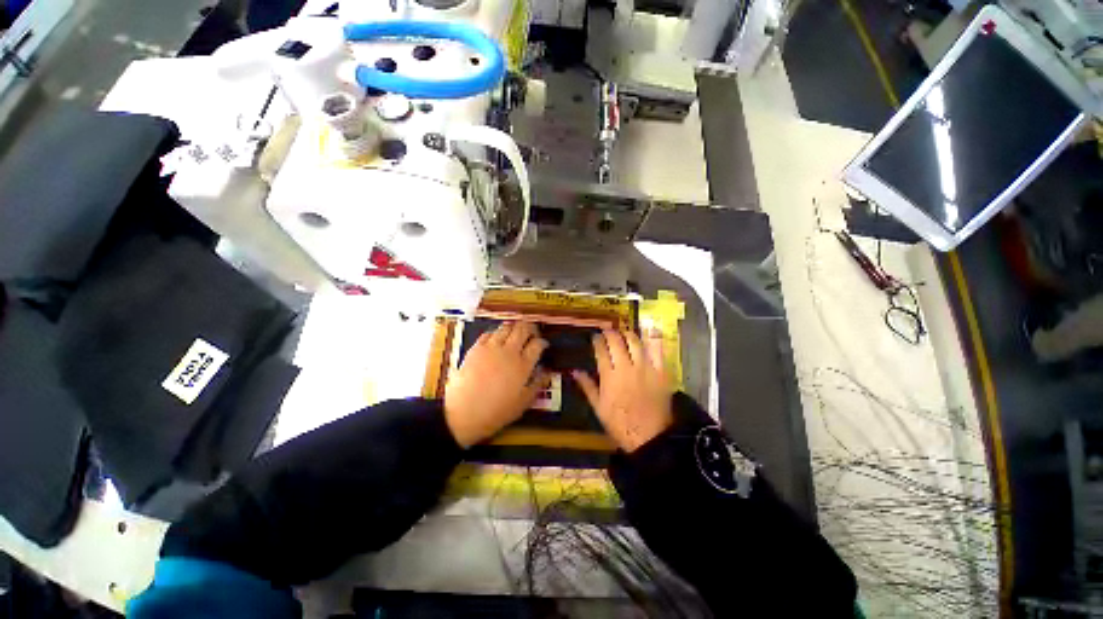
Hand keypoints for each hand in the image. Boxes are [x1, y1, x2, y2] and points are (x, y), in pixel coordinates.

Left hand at [444, 321, 549, 447]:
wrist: (463, 413)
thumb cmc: (495, 412)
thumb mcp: (522, 403)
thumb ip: (537, 384)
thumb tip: (547, 372)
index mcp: (523, 365)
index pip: (538, 344)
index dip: (543, 342)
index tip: (543, 345)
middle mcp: (509, 352)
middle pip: (523, 329)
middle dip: (531, 328)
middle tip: (532, 333)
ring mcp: (491, 348)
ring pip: (506, 327)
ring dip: (514, 328)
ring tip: (515, 333)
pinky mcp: (476, 348)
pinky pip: (489, 333)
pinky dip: (496, 333)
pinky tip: (496, 339)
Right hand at [573, 330, 673, 452]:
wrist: (649, 437)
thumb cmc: (619, 423)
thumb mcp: (598, 407)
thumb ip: (587, 386)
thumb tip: (574, 371)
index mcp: (609, 377)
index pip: (601, 351)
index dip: (597, 341)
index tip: (596, 337)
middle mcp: (626, 367)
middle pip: (616, 342)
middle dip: (610, 333)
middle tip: (608, 330)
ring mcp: (645, 368)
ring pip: (635, 342)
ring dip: (628, 334)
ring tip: (624, 332)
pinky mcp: (661, 372)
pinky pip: (657, 351)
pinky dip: (652, 340)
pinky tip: (648, 333)